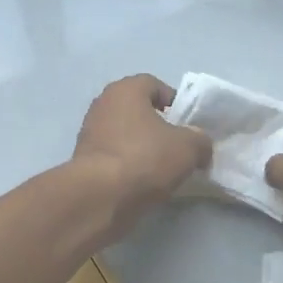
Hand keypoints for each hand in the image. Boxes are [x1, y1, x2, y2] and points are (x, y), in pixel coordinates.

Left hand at [72, 74, 212, 238]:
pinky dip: (127, 165)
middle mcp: (103, 104)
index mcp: (125, 89)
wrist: (100, 197)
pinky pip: (113, 155)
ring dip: (141, 147)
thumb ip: (200, 140)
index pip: (154, 85)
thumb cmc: (145, 158)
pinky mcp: (83, 160)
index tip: (187, 124)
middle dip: (157, 126)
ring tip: (161, 169)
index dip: (174, 102)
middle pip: (137, 110)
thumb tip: (200, 144)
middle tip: (176, 147)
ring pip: (124, 134)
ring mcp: (89, 132)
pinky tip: (141, 183)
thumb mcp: (188, 147)